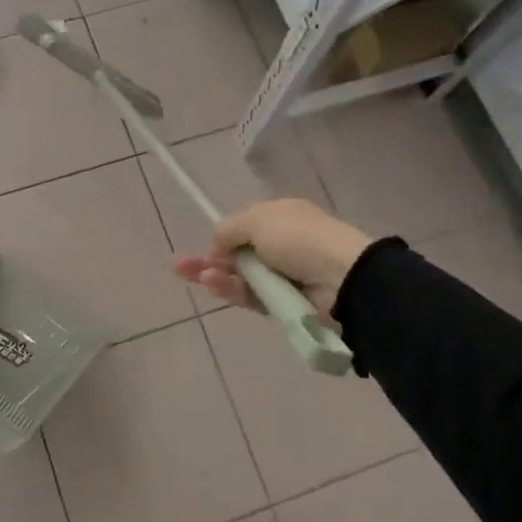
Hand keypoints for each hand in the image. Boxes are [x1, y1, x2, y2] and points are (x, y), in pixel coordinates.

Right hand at [174, 199, 371, 317]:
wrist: (342, 279)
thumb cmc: (300, 239)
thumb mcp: (258, 220)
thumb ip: (230, 229)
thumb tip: (217, 240)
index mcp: (281, 218)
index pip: (245, 227)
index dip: (223, 236)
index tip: (205, 245)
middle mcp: (282, 245)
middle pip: (238, 254)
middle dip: (209, 259)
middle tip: (180, 267)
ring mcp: (284, 276)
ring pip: (241, 277)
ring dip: (217, 275)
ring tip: (196, 276)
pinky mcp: (283, 304)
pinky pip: (251, 296)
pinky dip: (232, 290)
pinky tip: (213, 283)